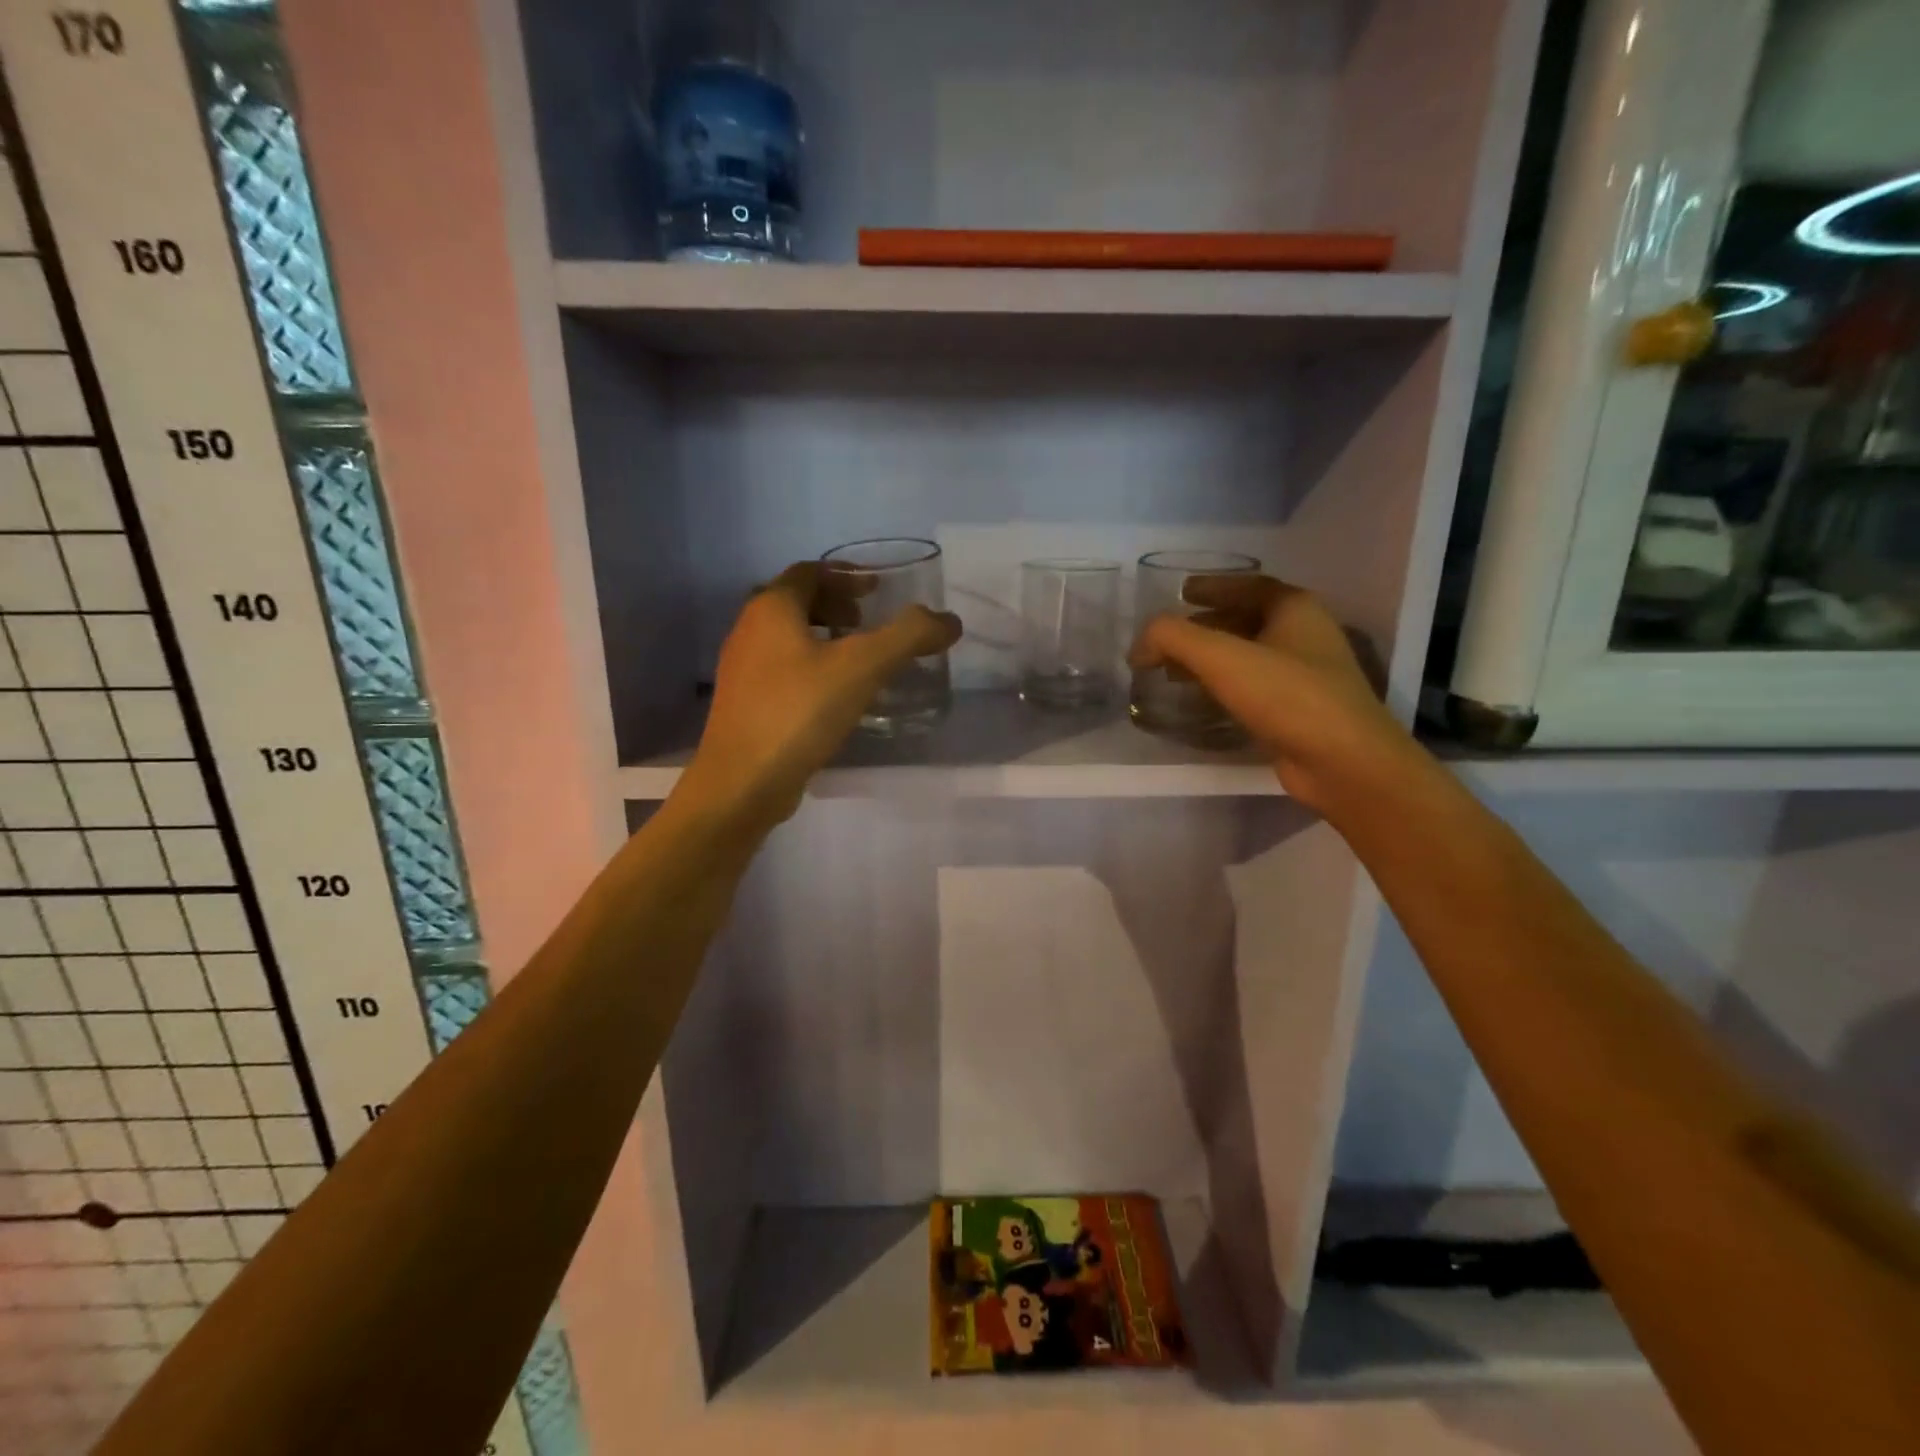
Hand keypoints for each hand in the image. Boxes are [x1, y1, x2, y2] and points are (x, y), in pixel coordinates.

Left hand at [679, 562, 961, 829]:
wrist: (742, 783)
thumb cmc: (799, 711)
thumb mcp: (862, 667)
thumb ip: (908, 637)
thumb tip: (949, 621)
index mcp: (771, 609)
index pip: (809, 572)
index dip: (846, 576)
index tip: (877, 590)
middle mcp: (748, 630)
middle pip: (795, 602)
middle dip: (835, 606)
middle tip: (868, 623)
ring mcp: (742, 670)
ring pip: (787, 638)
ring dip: (823, 638)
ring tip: (858, 660)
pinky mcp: (745, 705)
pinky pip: (782, 670)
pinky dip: (811, 667)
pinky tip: (835, 696)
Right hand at [1129, 575, 1412, 808]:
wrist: (1343, 762)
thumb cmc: (1287, 695)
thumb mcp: (1220, 657)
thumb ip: (1172, 638)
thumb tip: (1138, 646)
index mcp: (1295, 609)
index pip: (1250, 586)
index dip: (1214, 586)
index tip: (1182, 593)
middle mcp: (1305, 636)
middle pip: (1247, 620)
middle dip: (1205, 626)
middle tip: (1170, 639)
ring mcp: (1306, 676)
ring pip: (1249, 656)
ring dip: (1211, 659)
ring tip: (1174, 672)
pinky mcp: (1299, 711)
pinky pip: (1254, 688)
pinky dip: (1224, 687)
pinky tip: (1201, 702)